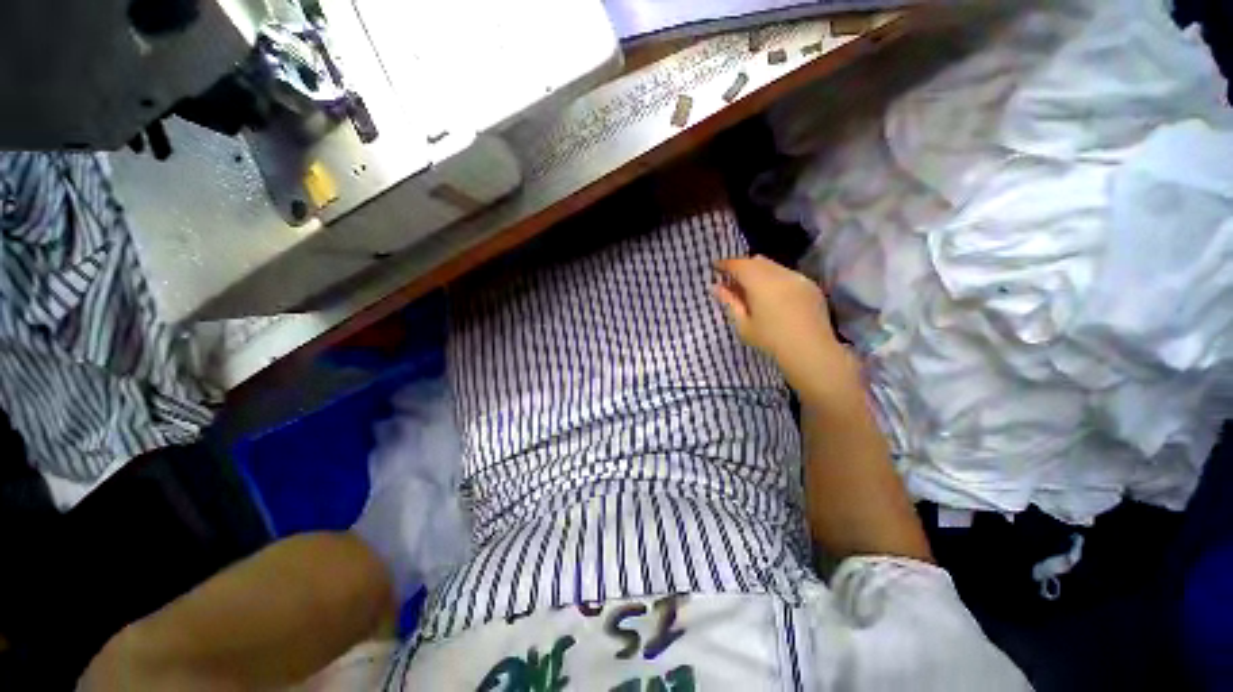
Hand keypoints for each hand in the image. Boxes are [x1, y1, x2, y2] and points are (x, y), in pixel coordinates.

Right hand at [712, 255, 856, 397]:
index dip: (725, 264)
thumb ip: (729, 302)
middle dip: (742, 267)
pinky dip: (775, 278)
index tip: (715, 267)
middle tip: (731, 280)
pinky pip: (787, 274)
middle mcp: (780, 273)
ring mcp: (798, 278)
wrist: (810, 351)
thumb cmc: (770, 340)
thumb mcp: (743, 324)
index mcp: (760, 282)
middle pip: (756, 261)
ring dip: (759, 271)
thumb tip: (715, 287)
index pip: (739, 265)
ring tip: (751, 288)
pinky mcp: (810, 286)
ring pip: (773, 266)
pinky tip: (773, 295)